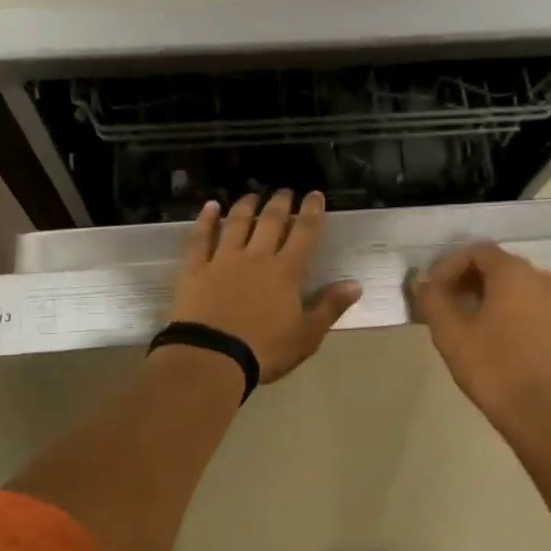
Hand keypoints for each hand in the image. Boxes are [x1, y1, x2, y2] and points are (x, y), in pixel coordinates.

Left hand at [168, 191, 361, 382]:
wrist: (213, 358)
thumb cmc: (264, 351)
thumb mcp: (306, 336)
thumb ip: (330, 307)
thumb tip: (355, 284)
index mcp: (286, 272)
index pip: (304, 234)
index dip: (311, 212)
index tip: (314, 195)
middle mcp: (256, 257)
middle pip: (270, 222)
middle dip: (280, 203)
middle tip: (285, 191)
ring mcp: (223, 260)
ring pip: (236, 223)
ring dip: (246, 205)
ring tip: (253, 194)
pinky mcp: (195, 269)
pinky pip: (200, 238)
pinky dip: (205, 220)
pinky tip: (210, 206)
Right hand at [412, 243, 550, 441]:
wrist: (543, 415)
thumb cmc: (493, 368)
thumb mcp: (450, 333)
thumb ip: (432, 299)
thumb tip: (423, 283)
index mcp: (514, 274)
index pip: (476, 251)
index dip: (449, 265)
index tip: (432, 289)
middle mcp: (541, 279)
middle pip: (498, 266)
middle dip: (467, 279)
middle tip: (445, 302)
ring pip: (517, 287)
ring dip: (489, 295)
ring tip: (467, 320)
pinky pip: (532, 306)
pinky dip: (510, 311)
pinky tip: (495, 337)